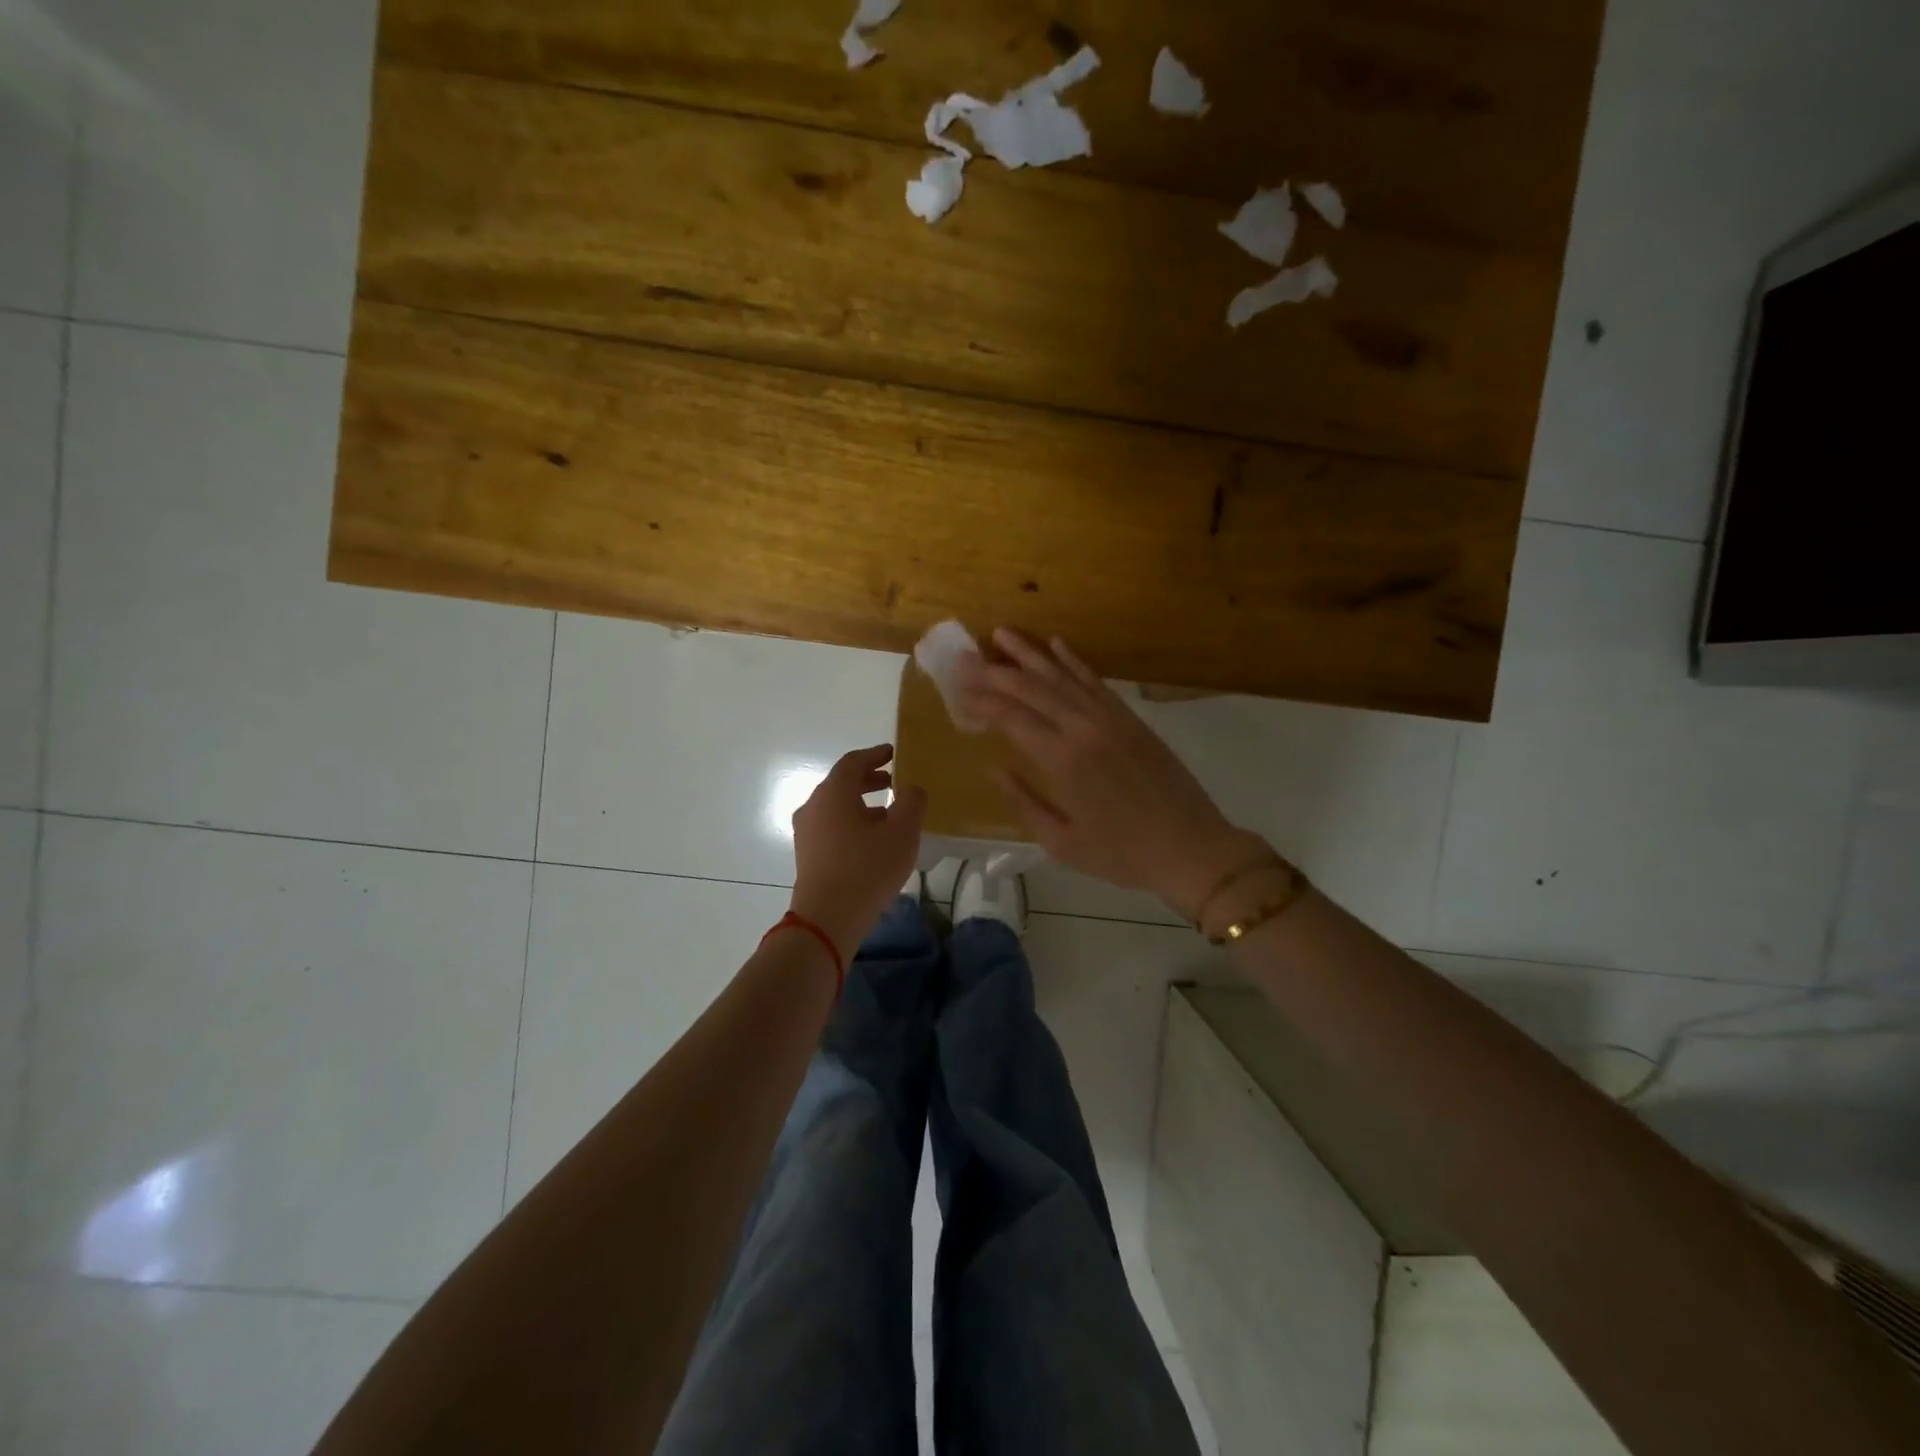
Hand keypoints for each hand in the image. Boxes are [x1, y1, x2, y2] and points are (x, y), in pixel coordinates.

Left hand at [788, 745, 926, 961]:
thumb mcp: (902, 832)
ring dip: (861, 804)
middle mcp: (814, 805)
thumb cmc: (867, 868)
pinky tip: (872, 840)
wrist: (828, 918)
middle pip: (842, 783)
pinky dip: (852, 822)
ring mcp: (806, 831)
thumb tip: (911, 789)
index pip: (853, 761)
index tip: (893, 753)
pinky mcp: (807, 854)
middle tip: (893, 782)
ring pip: (836, 807)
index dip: (875, 755)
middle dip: (869, 780)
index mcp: (834, 792)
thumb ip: (911, 802)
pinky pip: (831, 827)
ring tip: (888, 814)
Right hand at [954, 630, 1266, 918]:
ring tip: (1001, 635)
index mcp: (1061, 761)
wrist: (1190, 847)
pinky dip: (1073, 661)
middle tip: (966, 659)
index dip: (982, 703)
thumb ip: (1023, 802)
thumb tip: (992, 769)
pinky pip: (1095, 681)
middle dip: (994, 672)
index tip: (958, 694)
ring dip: (1029, 654)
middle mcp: (1082, 728)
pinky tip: (1056, 645)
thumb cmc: (1121, 854)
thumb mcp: (1061, 842)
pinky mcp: (1130, 717)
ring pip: (1061, 676)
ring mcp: (1109, 718)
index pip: (1010, 718)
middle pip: (1030, 689)